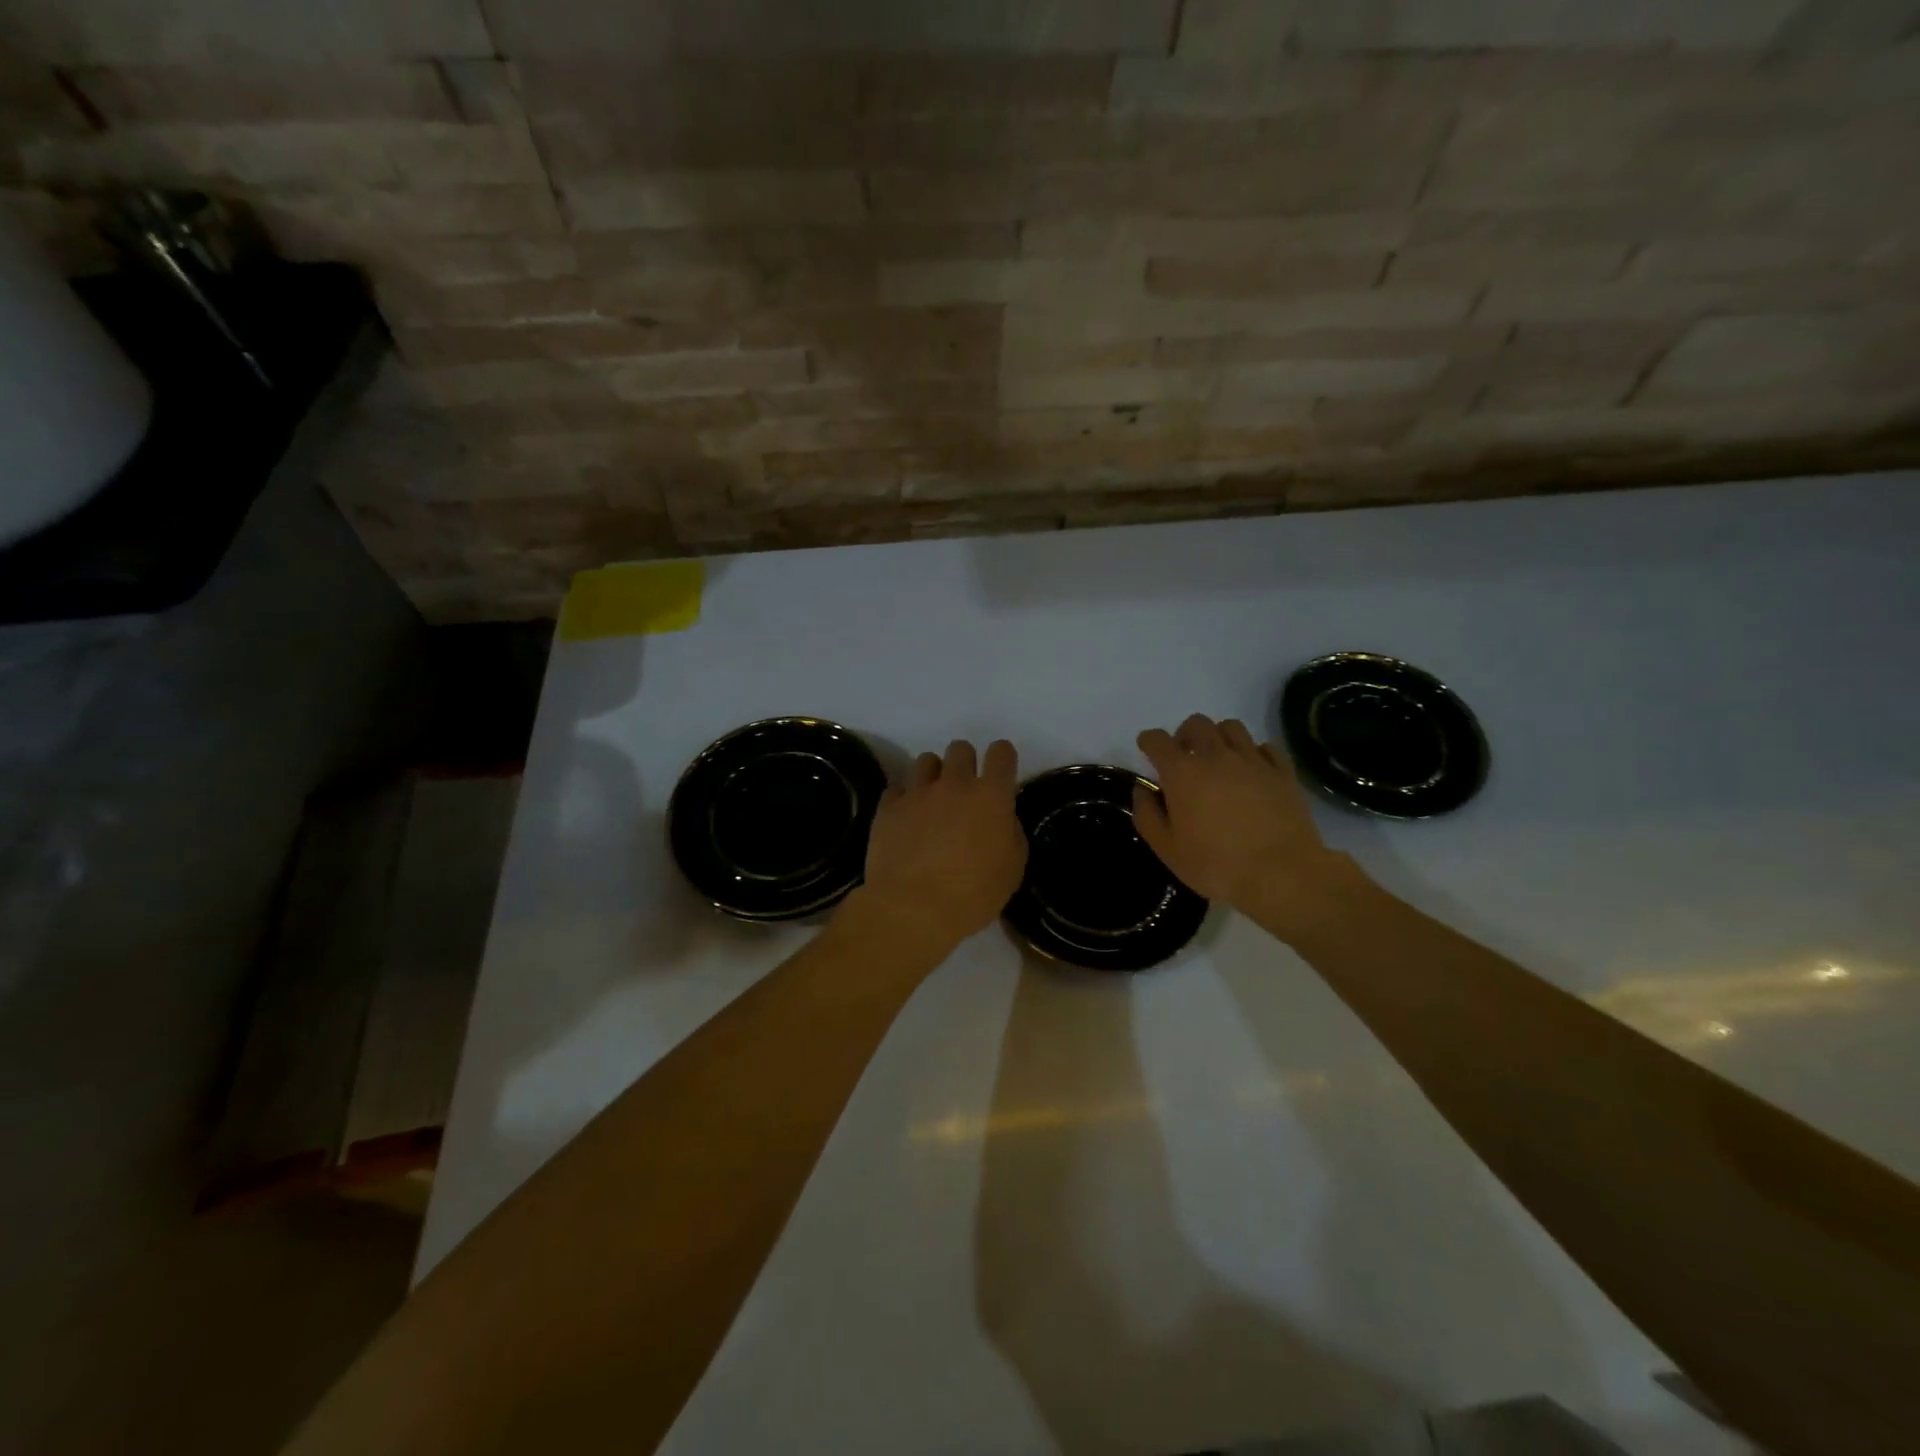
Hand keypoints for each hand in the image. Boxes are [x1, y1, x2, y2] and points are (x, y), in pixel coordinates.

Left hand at [852, 739, 1027, 953]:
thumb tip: (1002, 819)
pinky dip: (905, 798)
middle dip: (965, 763)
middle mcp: (954, 784)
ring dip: (934, 776)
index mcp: (991, 796)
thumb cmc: (972, 895)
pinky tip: (907, 819)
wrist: (912, 910)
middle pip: (960, 748)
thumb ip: (1011, 834)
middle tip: (964, 791)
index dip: (1002, 758)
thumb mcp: (1012, 870)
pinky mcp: (888, 806)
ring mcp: (917, 792)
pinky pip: (898, 788)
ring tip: (932, 801)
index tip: (1000, 773)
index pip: (1002, 752)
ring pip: (926, 760)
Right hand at [1132, 714, 1365, 938]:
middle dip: (1184, 734)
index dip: (1148, 741)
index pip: (1158, 740)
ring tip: (1218, 759)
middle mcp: (1216, 756)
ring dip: (1218, 736)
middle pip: (1196, 723)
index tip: (1147, 748)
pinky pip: (1265, 747)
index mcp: (1182, 772)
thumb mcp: (1167, 849)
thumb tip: (1143, 791)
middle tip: (1184, 756)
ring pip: (1231, 727)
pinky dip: (1253, 752)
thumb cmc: (1216, 864)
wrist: (1282, 874)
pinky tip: (1251, 770)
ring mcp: (1253, 760)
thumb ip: (1148, 815)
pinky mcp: (1282, 771)